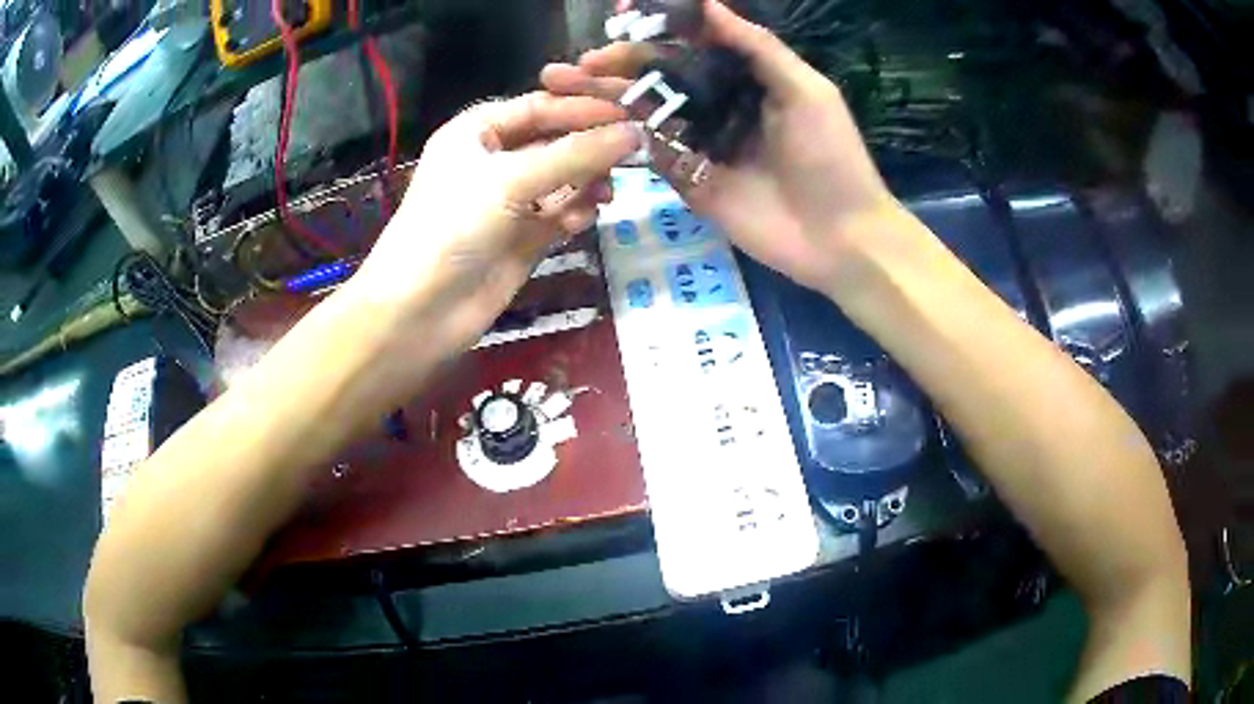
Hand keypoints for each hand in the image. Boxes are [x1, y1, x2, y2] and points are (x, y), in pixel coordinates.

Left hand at [347, 93, 640, 354]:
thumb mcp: (511, 180)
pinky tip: (578, 223)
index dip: (585, 109)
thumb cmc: (452, 227)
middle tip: (635, 155)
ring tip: (604, 196)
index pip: (542, 107)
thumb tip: (636, 133)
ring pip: (565, 178)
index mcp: (478, 131)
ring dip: (587, 183)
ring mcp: (509, 199)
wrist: (419, 311)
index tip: (632, 115)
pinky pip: (561, 212)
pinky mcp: (523, 236)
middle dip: (591, 148)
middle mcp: (495, 159)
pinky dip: (575, 213)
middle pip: (557, 141)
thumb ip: (576, 155)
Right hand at [541, 0, 903, 296]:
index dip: (655, 32)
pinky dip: (621, 140)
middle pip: (660, 78)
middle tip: (577, 64)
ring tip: (562, 90)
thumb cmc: (830, 156)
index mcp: (746, 79)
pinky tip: (586, 127)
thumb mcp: (803, 90)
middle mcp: (718, 105)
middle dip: (617, 67)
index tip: (618, 20)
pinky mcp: (689, 181)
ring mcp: (701, 145)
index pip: (691, 46)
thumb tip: (707, 4)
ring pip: (648, 113)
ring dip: (607, 100)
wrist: (839, 237)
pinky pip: (651, 154)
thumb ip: (755, 46)